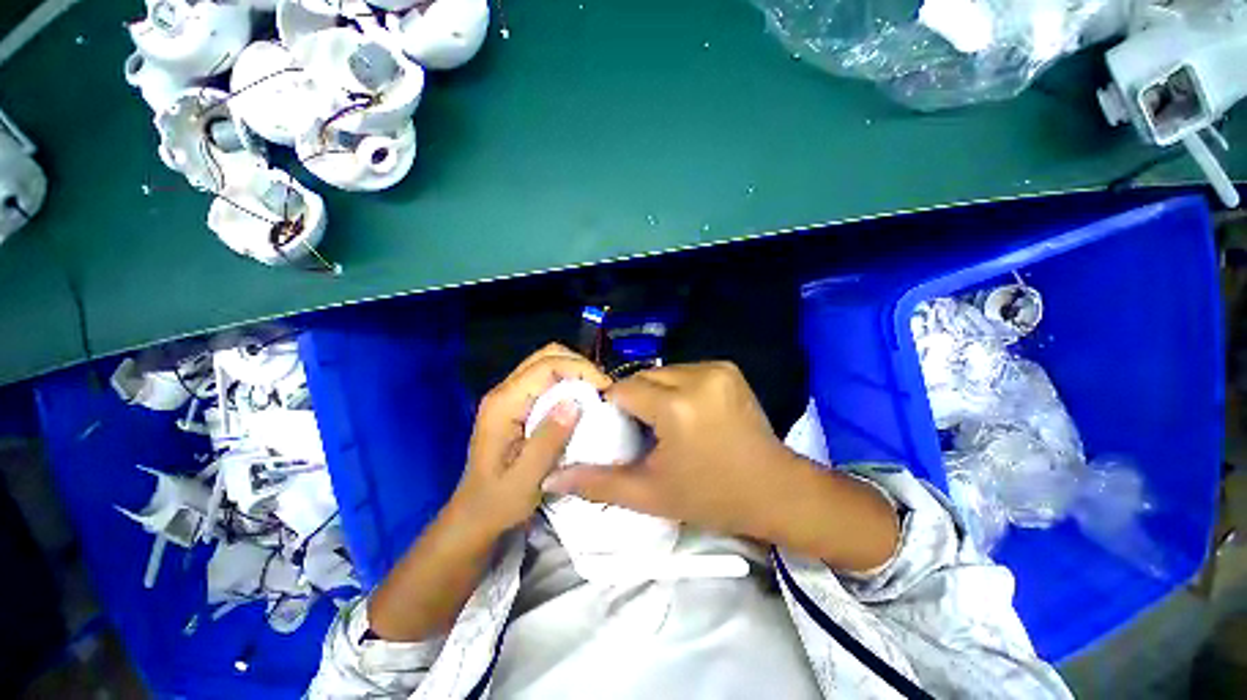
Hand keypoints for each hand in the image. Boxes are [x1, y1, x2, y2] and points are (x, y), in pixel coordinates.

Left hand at [451, 343, 610, 536]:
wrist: (475, 515)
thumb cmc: (499, 501)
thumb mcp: (527, 477)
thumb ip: (548, 439)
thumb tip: (575, 402)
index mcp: (503, 404)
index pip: (545, 365)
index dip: (579, 368)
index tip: (604, 388)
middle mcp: (504, 392)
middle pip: (546, 355)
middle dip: (579, 364)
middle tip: (601, 388)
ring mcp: (509, 396)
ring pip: (547, 364)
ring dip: (575, 372)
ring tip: (595, 393)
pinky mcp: (517, 405)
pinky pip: (546, 380)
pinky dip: (568, 383)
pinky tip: (580, 402)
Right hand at [543, 361, 899, 570]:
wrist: (776, 490)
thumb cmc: (712, 496)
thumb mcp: (650, 494)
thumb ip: (598, 483)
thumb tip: (552, 477)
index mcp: (677, 406)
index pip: (624, 390)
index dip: (615, 410)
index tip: (620, 432)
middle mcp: (698, 376)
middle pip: (644, 377)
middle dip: (636, 400)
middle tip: (642, 431)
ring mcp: (717, 368)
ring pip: (663, 372)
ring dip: (656, 392)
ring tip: (665, 422)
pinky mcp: (728, 369)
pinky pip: (685, 371)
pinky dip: (676, 387)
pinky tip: (686, 411)